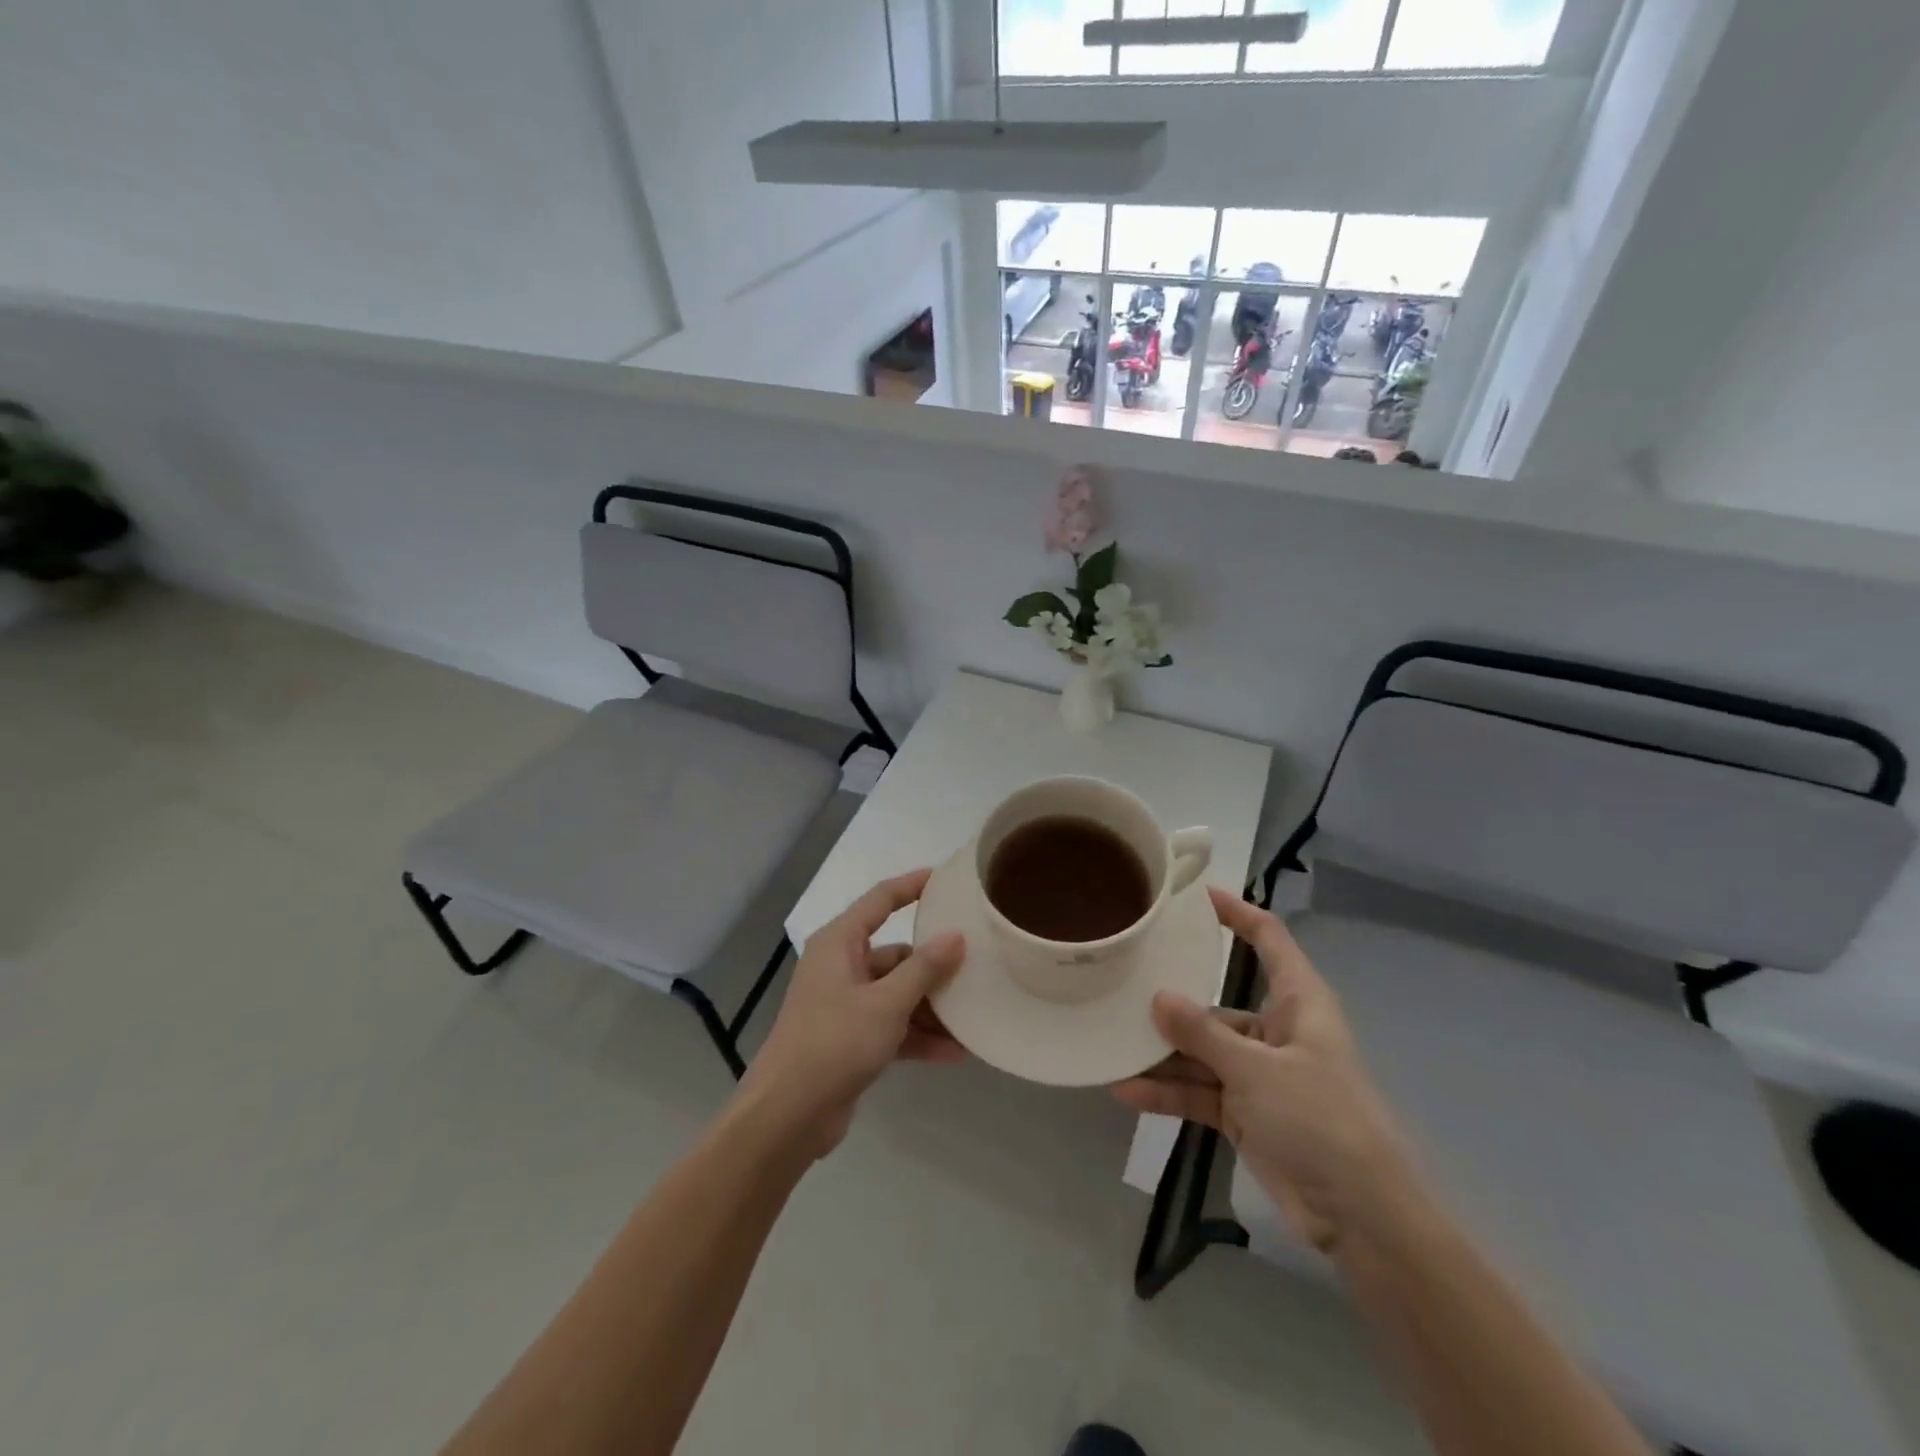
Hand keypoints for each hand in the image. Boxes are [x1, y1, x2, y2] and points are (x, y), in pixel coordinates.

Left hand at [739, 869, 965, 1158]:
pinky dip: (918, 1035)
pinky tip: (954, 1052)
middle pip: (896, 953)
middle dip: (934, 966)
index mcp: (839, 943)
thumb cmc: (834, 1042)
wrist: (787, 1115)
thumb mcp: (886, 1003)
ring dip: (931, 1008)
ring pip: (897, 993)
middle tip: (976, 966)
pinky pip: (892, 1025)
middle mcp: (841, 966)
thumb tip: (955, 936)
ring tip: (973, 1018)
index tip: (945, 879)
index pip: (880, 900)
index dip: (912, 885)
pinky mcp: (850, 1039)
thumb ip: (924, 968)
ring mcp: (845, 1004)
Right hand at [1112, 887, 1416, 1254]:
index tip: (1195, 896)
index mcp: (1297, 1003)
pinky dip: (1169, 1093)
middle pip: (1218, 1003)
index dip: (1237, 913)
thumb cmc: (1320, 1120)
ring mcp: (1259, 1074)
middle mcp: (1276, 1031)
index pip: (1269, 940)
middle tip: (1124, 982)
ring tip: (1114, 1044)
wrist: (1362, 1217)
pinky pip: (1200, 1092)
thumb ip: (1203, 1033)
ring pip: (1203, 1052)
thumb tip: (1158, 997)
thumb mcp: (1257, 1070)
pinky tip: (1127, 1092)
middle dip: (1174, 1000)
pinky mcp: (1246, 1113)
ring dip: (1164, 1054)